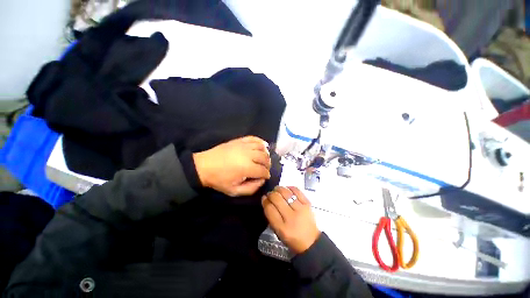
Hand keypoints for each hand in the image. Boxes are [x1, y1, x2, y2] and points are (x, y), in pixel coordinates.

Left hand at [193, 136, 270, 196]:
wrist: (204, 166)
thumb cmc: (219, 180)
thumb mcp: (234, 191)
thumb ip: (251, 188)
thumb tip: (262, 180)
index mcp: (247, 168)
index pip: (263, 171)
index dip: (266, 175)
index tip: (265, 177)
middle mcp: (248, 155)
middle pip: (265, 158)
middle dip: (268, 164)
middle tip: (265, 169)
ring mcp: (244, 146)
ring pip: (262, 148)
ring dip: (266, 154)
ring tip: (264, 159)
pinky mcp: (240, 140)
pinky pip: (254, 138)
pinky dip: (261, 142)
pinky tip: (264, 146)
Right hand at [262, 186, 320, 253]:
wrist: (311, 241)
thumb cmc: (292, 238)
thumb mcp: (278, 232)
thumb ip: (271, 216)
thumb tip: (266, 200)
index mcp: (282, 228)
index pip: (269, 209)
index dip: (265, 201)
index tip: (264, 198)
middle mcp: (291, 217)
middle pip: (277, 199)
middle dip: (270, 194)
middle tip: (269, 194)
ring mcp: (301, 209)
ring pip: (286, 193)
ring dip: (279, 189)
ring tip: (276, 190)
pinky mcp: (308, 204)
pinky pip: (297, 191)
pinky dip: (290, 187)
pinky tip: (286, 189)